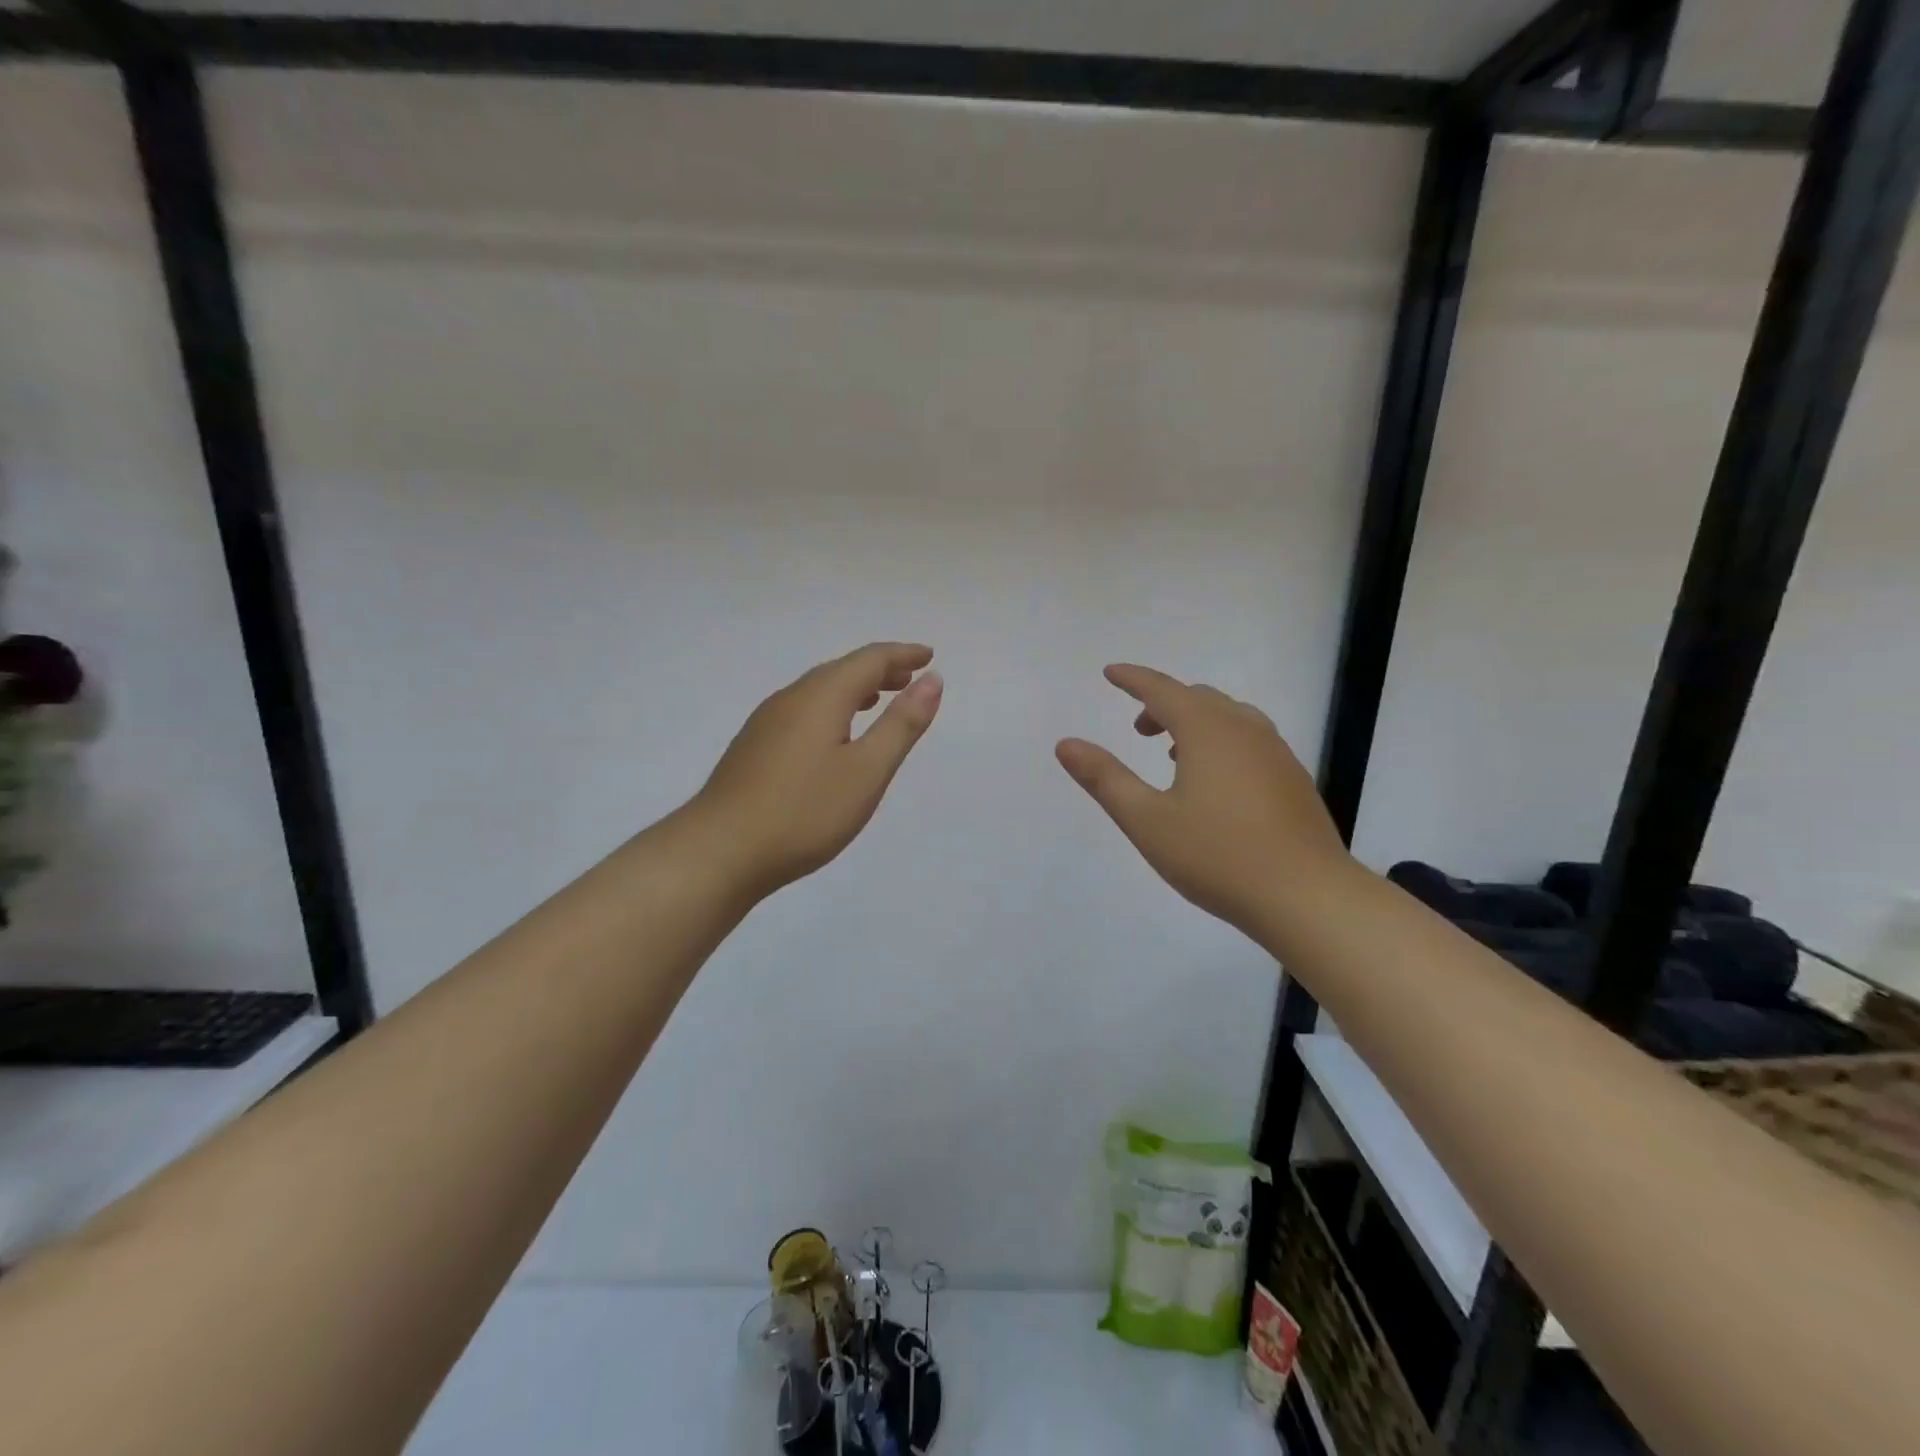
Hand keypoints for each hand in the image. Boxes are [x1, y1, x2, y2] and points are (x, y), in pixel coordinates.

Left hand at [693, 642, 942, 897]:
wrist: (720, 851)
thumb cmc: (804, 812)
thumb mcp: (867, 771)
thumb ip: (901, 724)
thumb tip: (932, 680)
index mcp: (821, 697)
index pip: (869, 660)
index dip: (902, 655)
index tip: (929, 656)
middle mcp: (791, 698)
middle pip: (841, 670)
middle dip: (879, 670)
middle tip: (909, 679)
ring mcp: (766, 722)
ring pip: (818, 691)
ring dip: (854, 689)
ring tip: (878, 700)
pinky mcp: (754, 747)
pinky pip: (802, 710)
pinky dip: (831, 708)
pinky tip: (834, 734)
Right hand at [1055, 664, 1350, 939]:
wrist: (1308, 896)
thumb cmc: (1217, 856)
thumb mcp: (1147, 820)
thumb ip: (1105, 779)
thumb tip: (1066, 744)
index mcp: (1207, 730)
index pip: (1162, 690)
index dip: (1133, 679)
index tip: (1111, 673)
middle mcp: (1245, 729)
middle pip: (1198, 699)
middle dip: (1163, 703)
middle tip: (1138, 728)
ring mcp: (1276, 753)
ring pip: (1229, 717)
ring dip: (1195, 722)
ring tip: (1173, 752)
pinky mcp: (1293, 779)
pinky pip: (1250, 739)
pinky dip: (1222, 740)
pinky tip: (1215, 781)